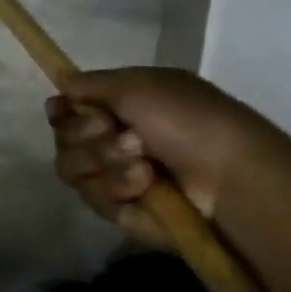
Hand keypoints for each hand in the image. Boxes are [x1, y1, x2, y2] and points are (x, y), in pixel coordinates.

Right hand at [46, 67, 271, 251]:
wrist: (228, 178)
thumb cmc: (189, 121)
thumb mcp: (139, 85)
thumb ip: (90, 83)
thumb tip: (62, 84)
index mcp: (122, 106)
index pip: (68, 108)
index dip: (62, 110)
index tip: (63, 110)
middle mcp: (113, 139)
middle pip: (64, 137)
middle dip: (87, 134)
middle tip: (120, 133)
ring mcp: (114, 175)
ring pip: (71, 166)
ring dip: (105, 160)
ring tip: (142, 163)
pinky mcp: (118, 208)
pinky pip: (91, 196)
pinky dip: (117, 187)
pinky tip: (146, 186)